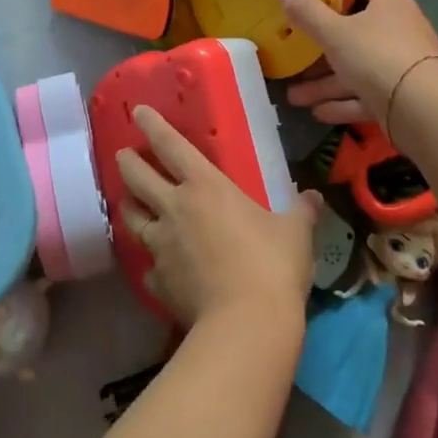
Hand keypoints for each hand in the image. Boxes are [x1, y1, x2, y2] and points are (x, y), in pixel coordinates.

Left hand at [115, 105, 321, 330]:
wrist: (245, 325)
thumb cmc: (271, 265)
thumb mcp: (295, 233)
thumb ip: (301, 211)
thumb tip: (314, 197)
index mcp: (205, 187)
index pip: (171, 146)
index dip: (153, 126)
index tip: (138, 112)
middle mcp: (174, 209)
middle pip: (137, 177)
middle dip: (127, 162)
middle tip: (123, 155)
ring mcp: (161, 246)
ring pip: (132, 218)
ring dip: (128, 207)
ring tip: (129, 203)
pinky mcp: (158, 282)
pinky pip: (149, 266)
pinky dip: (152, 262)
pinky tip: (159, 268)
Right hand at [277, 0, 437, 125]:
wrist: (425, 111)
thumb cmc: (378, 56)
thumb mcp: (336, 33)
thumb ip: (308, 12)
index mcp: (389, 2)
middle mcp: (398, 28)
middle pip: (356, 26)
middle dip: (323, 41)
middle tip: (295, 45)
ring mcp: (400, 63)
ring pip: (357, 66)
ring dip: (326, 81)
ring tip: (294, 96)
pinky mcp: (400, 95)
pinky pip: (366, 94)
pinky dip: (343, 103)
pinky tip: (317, 113)